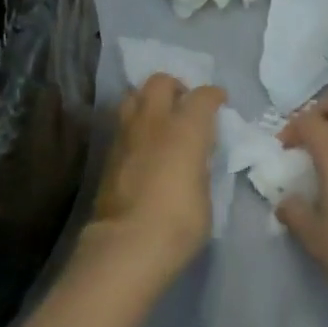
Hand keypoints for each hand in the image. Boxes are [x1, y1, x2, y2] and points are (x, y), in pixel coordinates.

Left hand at [85, 74, 225, 285]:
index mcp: (186, 128)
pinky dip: (135, 124)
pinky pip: (123, 123)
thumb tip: (194, 159)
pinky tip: (143, 143)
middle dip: (175, 87)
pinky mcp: (108, 153)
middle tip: (184, 105)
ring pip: (134, 96)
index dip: (213, 96)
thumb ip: (200, 165)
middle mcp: (154, 121)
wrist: (128, 244)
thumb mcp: (206, 192)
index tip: (219, 102)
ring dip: (148, 100)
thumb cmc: (179, 222)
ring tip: (159, 120)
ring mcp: (126, 134)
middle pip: (160, 82)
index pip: (202, 96)